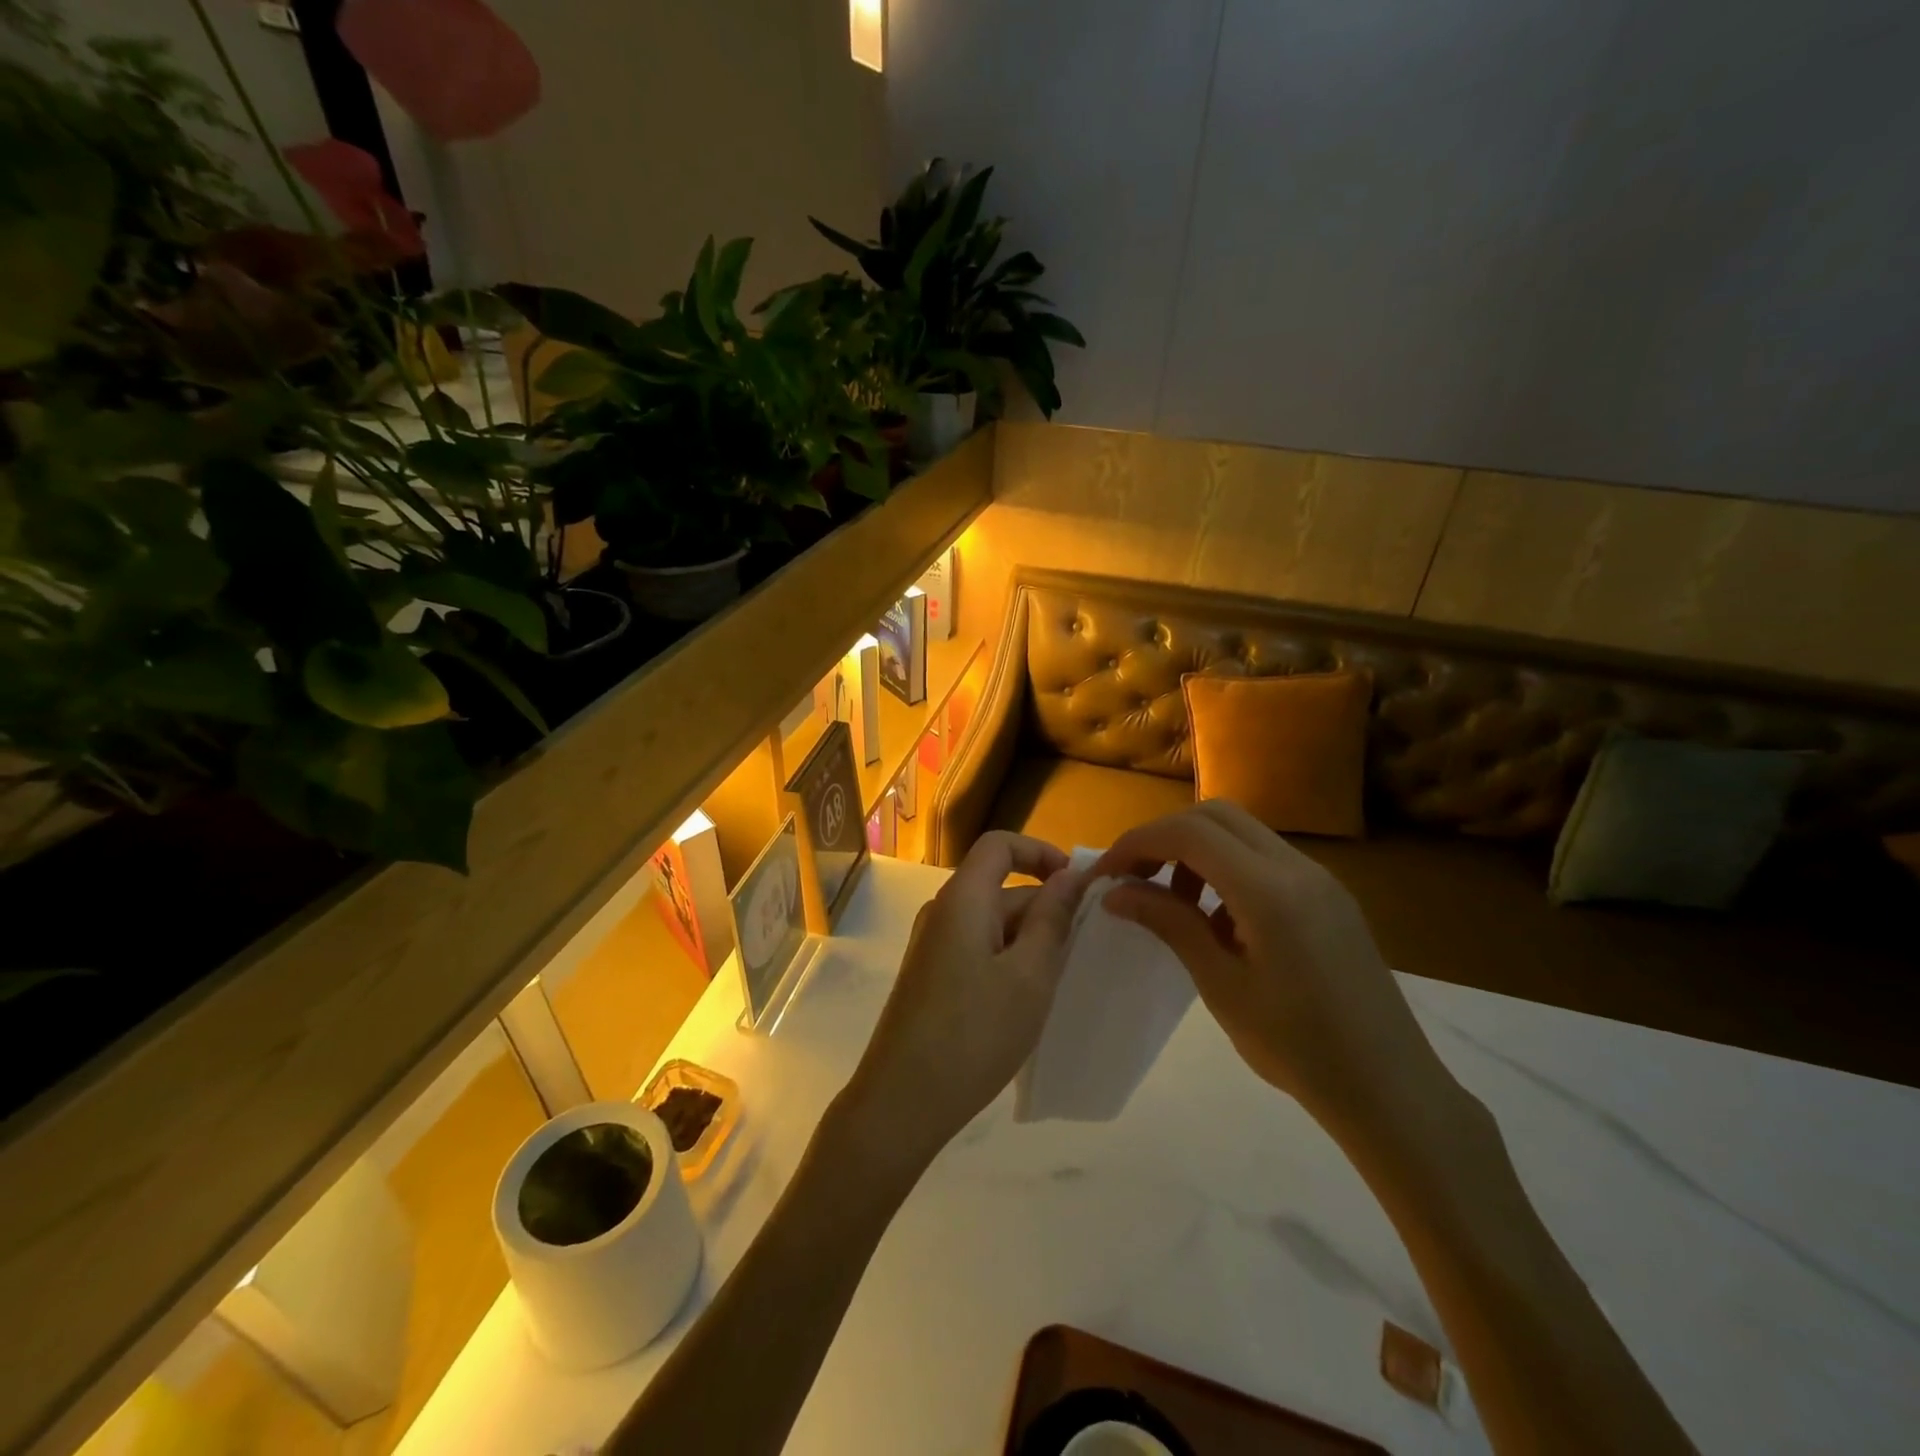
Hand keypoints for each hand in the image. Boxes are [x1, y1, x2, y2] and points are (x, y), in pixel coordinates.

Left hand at [841, 832, 1087, 1169]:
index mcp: (962, 899)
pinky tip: (1026, 999)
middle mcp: (942, 912)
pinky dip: (1008, 959)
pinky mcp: (930, 976)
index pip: (1000, 845)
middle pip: (999, 886)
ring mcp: (932, 945)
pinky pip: (977, 948)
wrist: (902, 1101)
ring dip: (1029, 939)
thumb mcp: (1029, 976)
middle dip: (1044, 907)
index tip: (1077, 885)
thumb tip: (1070, 876)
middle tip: (1083, 950)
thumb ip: (1052, 920)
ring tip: (1060, 980)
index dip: (1041, 852)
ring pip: (992, 922)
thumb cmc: (974, 1033)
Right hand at [1094, 801, 1444, 1129]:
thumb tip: (1117, 892)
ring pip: (1241, 832)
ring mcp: (1318, 878)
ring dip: (1195, 850)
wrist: (1390, 1089)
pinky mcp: (1327, 895)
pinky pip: (1265, 858)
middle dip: (1164, 836)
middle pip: (1215, 815)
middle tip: (1133, 877)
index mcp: (1270, 891)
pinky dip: (1226, 868)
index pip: (1190, 833)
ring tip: (1172, 901)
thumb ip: (1170, 924)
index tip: (1106, 873)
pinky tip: (1217, 918)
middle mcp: (1297, 868)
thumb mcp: (1222, 986)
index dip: (1138, 842)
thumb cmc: (1298, 1048)